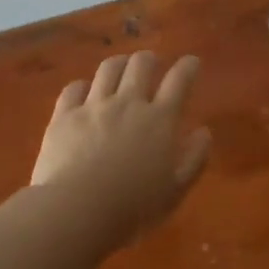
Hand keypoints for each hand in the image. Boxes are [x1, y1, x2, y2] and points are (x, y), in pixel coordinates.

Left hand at [32, 51, 211, 241]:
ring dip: (119, 63)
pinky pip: (74, 88)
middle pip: (141, 64)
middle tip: (152, 63)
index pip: (179, 81)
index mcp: (160, 120)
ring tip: (121, 67)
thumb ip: (194, 159)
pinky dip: (83, 85)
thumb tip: (204, 132)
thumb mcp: (175, 191)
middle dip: (149, 59)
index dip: (188, 67)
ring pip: (108, 68)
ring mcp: (93, 106)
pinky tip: (84, 91)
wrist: (77, 209)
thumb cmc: (133, 208)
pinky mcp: (64, 115)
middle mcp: (128, 103)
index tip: (192, 62)